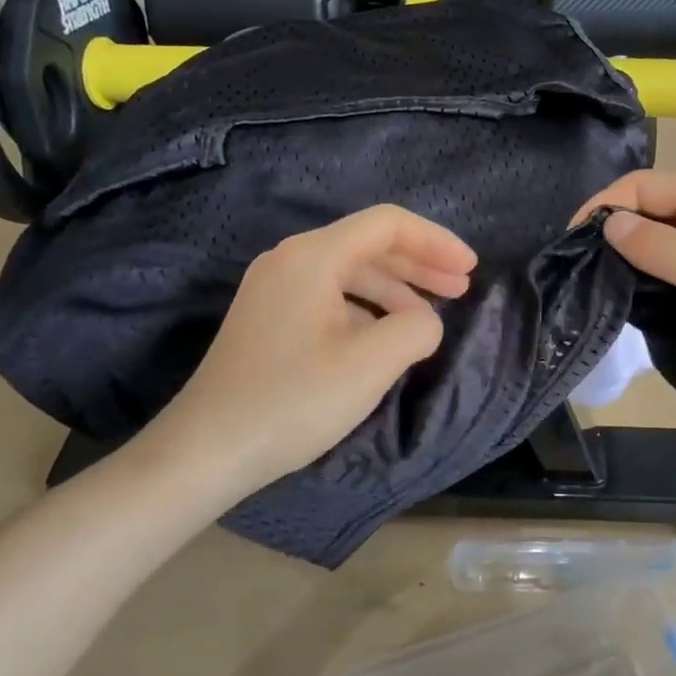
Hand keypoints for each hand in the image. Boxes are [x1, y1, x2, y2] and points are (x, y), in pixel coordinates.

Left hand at [137, 205, 476, 497]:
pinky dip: (367, 307)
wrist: (205, 451)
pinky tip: (384, 336)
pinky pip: (330, 294)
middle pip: (369, 244)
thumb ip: (416, 328)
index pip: (388, 224)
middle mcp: (290, 260)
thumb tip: (424, 320)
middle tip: (462, 288)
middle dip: (420, 263)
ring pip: (350, 271)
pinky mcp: (269, 317)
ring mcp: (274, 288)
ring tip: (429, 316)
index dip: (436, 241)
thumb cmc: (292, 402)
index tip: (470, 269)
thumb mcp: (370, 365)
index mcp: (313, 257)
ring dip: (396, 287)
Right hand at [576, 171, 675, 410]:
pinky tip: (643, 304)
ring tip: (603, 289)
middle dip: (618, 234)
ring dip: (639, 260)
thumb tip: (609, 223)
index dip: (604, 207)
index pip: (645, 186)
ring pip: (671, 242)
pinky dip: (664, 281)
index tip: (571, 244)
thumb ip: (659, 248)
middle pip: (656, 210)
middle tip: (582, 272)